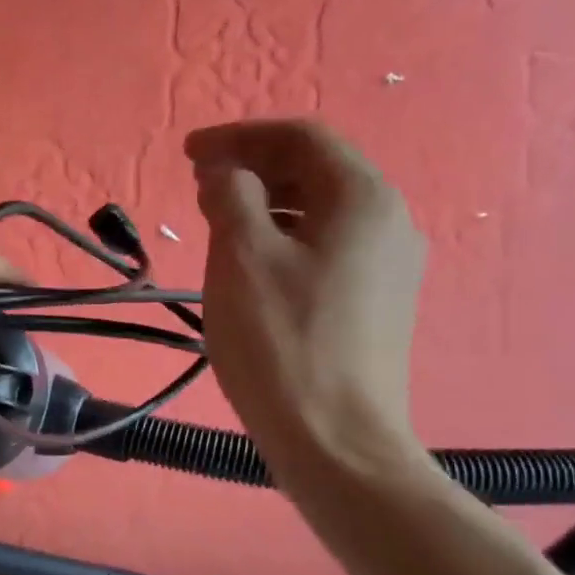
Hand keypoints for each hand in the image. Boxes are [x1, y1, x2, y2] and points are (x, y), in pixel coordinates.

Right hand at [186, 120, 426, 479]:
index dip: (239, 136)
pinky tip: (250, 263)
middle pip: (315, 170)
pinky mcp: (375, 301)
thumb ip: (230, 197)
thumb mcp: (241, 258)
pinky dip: (283, 237)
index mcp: (362, 198)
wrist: (335, 438)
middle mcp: (388, 220)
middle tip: (198, 187)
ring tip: (216, 223)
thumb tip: (225, 172)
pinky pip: (325, 246)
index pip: (300, 138)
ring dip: (265, 204)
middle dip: (252, 168)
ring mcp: (388, 264)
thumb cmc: (281, 341)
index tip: (186, 153)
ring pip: (319, 210)